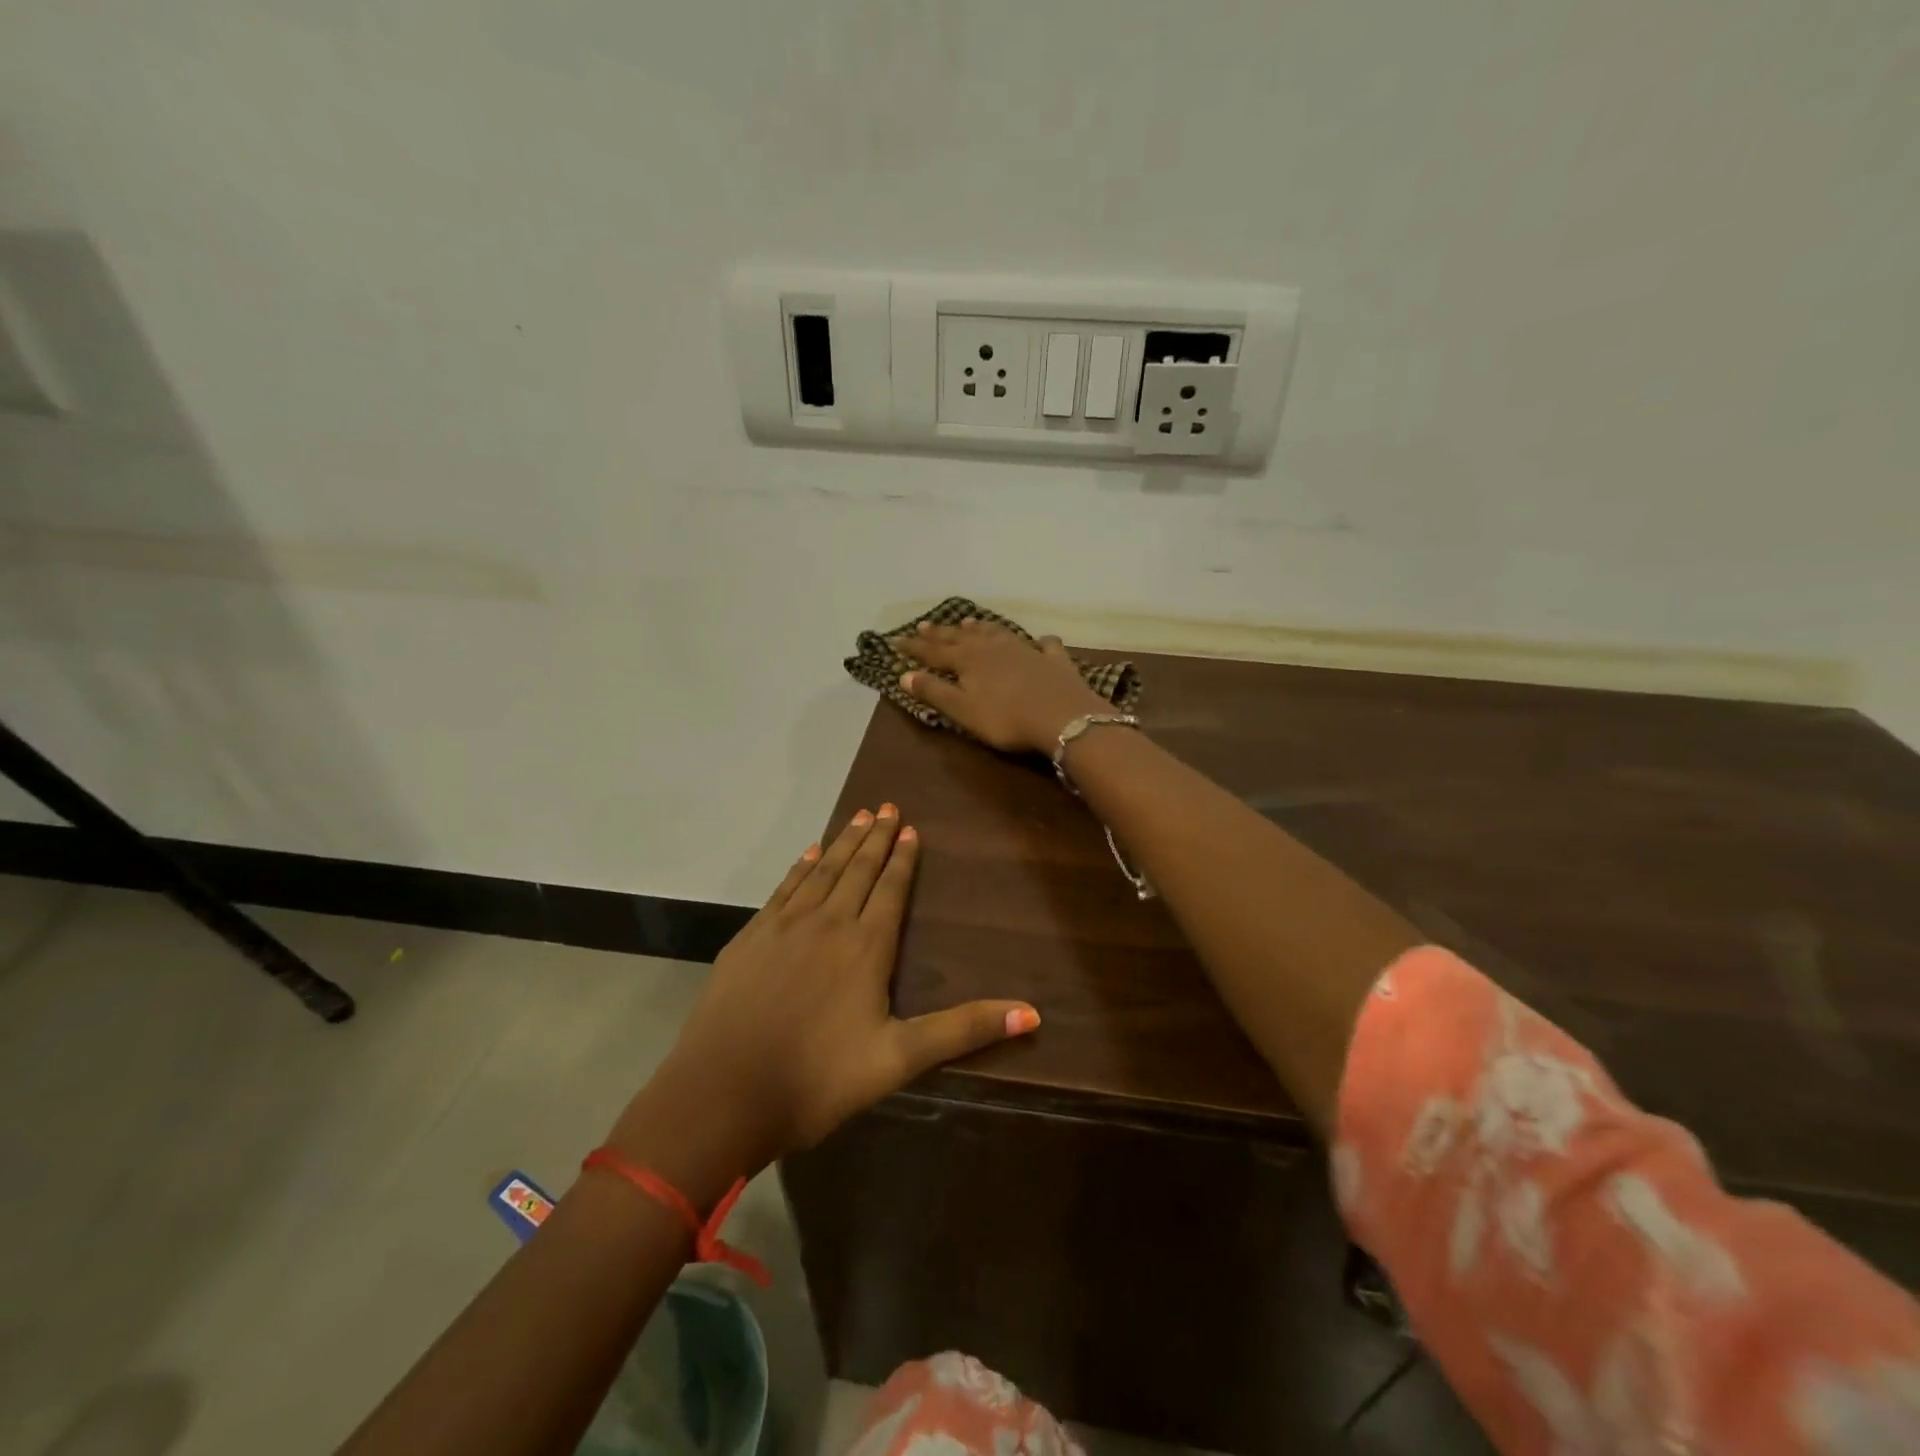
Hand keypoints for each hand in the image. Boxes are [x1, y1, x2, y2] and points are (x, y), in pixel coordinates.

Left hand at [617, 807, 1039, 1175]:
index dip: (902, 858)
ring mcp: (784, 927)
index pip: (889, 889)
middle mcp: (827, 923)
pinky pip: (784, 889)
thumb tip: (1033, 1013)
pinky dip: (799, 867)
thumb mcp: (899, 1059)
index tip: (910, 828)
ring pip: (820, 872)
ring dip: (841, 843)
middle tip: (888, 806)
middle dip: (875, 838)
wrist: (722, 1095)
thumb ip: (963, 1030)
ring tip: (858, 816)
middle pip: (856, 870)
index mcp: (865, 947)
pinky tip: (807, 854)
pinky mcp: (751, 938)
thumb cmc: (818, 1080)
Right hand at [892, 618, 1111, 754]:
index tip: (896, 640)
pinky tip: (1041, 640)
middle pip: (962, 638)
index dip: (914, 647)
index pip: (934, 652)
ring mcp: (1025, 650)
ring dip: (981, 628)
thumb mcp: (963, 710)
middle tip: (924, 624)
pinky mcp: (1053, 660)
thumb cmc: (1006, 718)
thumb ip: (934, 691)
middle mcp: (993, 648)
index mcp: (968, 660)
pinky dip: (1039, 641)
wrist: (1062, 717)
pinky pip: (1044, 645)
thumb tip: (904, 675)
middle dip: (941, 633)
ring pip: (997, 633)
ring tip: (969, 622)